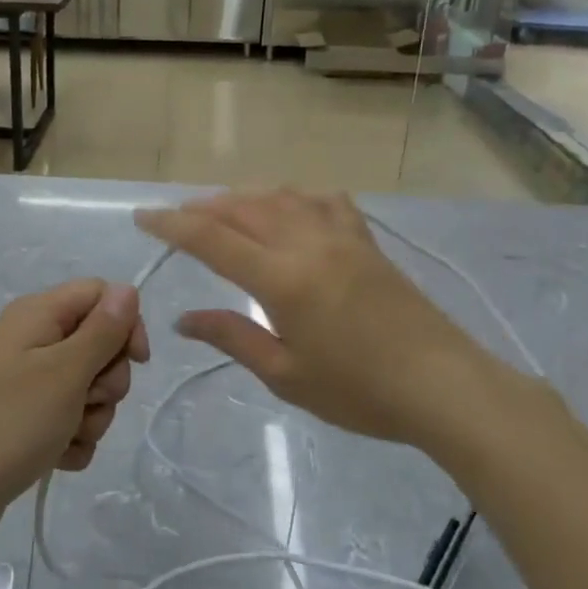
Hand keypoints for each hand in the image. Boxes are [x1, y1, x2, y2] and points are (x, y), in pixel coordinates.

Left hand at [0, 280, 149, 546]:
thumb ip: (102, 330)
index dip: (125, 323)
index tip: (136, 361)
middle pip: (100, 343)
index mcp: (38, 314)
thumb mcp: (64, 373)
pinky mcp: (28, 417)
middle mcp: (34, 339)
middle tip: (86, 401)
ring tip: (67, 435)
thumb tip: (129, 289)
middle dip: (107, 379)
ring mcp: (30, 381)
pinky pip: (72, 418)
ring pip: (90, 386)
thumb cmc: (10, 422)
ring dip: (92, 416)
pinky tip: (57, 456)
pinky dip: (73, 438)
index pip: (101, 294)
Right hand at [135, 191, 525, 450]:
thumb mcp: (286, 374)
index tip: (143, 217)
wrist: (445, 387)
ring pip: (280, 197)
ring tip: (221, 209)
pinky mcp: (366, 242)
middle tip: (175, 218)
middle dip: (201, 208)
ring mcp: (341, 237)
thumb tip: (184, 319)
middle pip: (242, 208)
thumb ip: (233, 336)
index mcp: (282, 278)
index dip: (172, 225)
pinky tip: (289, 206)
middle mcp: (307, 243)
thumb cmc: (360, 392)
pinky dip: (295, 196)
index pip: (212, 239)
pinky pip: (324, 201)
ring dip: (242, 197)